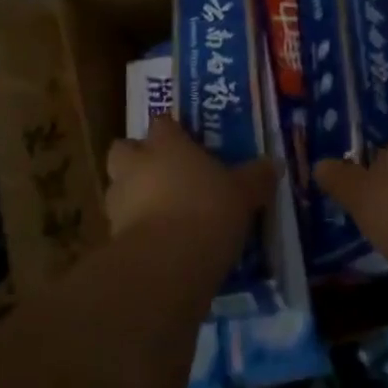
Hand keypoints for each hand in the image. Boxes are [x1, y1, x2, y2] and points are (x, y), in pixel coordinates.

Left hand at [105, 116, 273, 243]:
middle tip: (163, 172)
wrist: (167, 264)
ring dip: (133, 195)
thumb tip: (275, 164)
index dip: (172, 131)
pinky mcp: (112, 237)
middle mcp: (137, 164)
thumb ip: (256, 177)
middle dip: (137, 158)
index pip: (162, 123)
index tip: (186, 142)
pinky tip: (159, 243)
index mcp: (167, 144)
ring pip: (119, 187)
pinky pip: (123, 225)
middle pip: (124, 149)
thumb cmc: (209, 210)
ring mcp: (119, 201)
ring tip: (161, 212)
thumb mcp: (244, 193)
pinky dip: (136, 230)